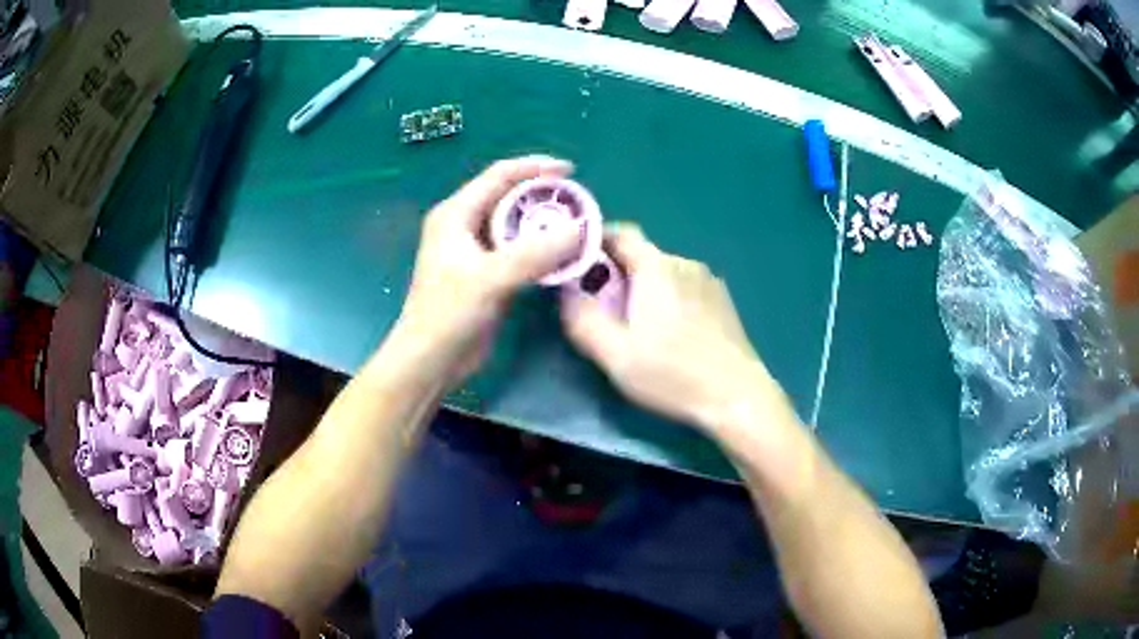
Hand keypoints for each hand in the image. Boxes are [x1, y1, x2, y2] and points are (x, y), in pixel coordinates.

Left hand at [393, 156, 580, 383]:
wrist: (430, 362)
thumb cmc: (448, 315)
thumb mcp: (490, 278)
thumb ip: (536, 252)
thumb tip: (580, 228)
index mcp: (456, 214)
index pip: (500, 175)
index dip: (535, 167)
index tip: (572, 171)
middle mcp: (465, 226)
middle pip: (510, 199)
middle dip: (544, 199)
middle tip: (579, 206)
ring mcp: (476, 252)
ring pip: (517, 227)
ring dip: (545, 226)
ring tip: (578, 228)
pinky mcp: (487, 277)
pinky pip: (520, 253)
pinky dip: (541, 252)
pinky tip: (564, 257)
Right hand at [561, 224, 795, 434]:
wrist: (737, 397)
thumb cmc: (673, 375)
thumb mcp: (615, 355)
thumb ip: (582, 320)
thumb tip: (566, 291)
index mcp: (656, 267)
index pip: (620, 233)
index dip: (595, 245)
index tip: (580, 271)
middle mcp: (684, 262)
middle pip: (641, 255)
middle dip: (618, 276)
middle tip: (607, 313)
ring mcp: (708, 280)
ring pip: (664, 273)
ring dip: (645, 289)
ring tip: (642, 329)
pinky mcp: (722, 300)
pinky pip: (685, 287)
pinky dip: (670, 299)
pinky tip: (673, 335)